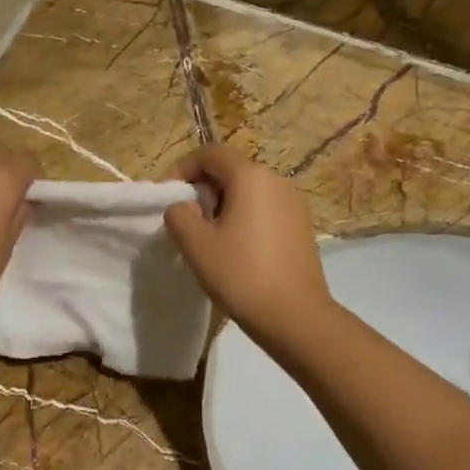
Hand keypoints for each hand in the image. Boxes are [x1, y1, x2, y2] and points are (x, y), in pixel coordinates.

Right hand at [163, 147, 332, 347]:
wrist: (295, 316)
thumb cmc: (241, 275)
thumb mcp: (196, 244)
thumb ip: (179, 215)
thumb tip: (183, 206)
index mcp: (250, 177)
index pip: (210, 153)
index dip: (183, 168)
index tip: (168, 196)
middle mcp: (276, 180)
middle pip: (231, 169)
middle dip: (203, 187)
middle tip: (186, 218)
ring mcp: (294, 203)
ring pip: (249, 190)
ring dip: (223, 203)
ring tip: (208, 235)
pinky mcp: (301, 225)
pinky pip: (265, 207)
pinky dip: (244, 216)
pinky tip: (236, 247)